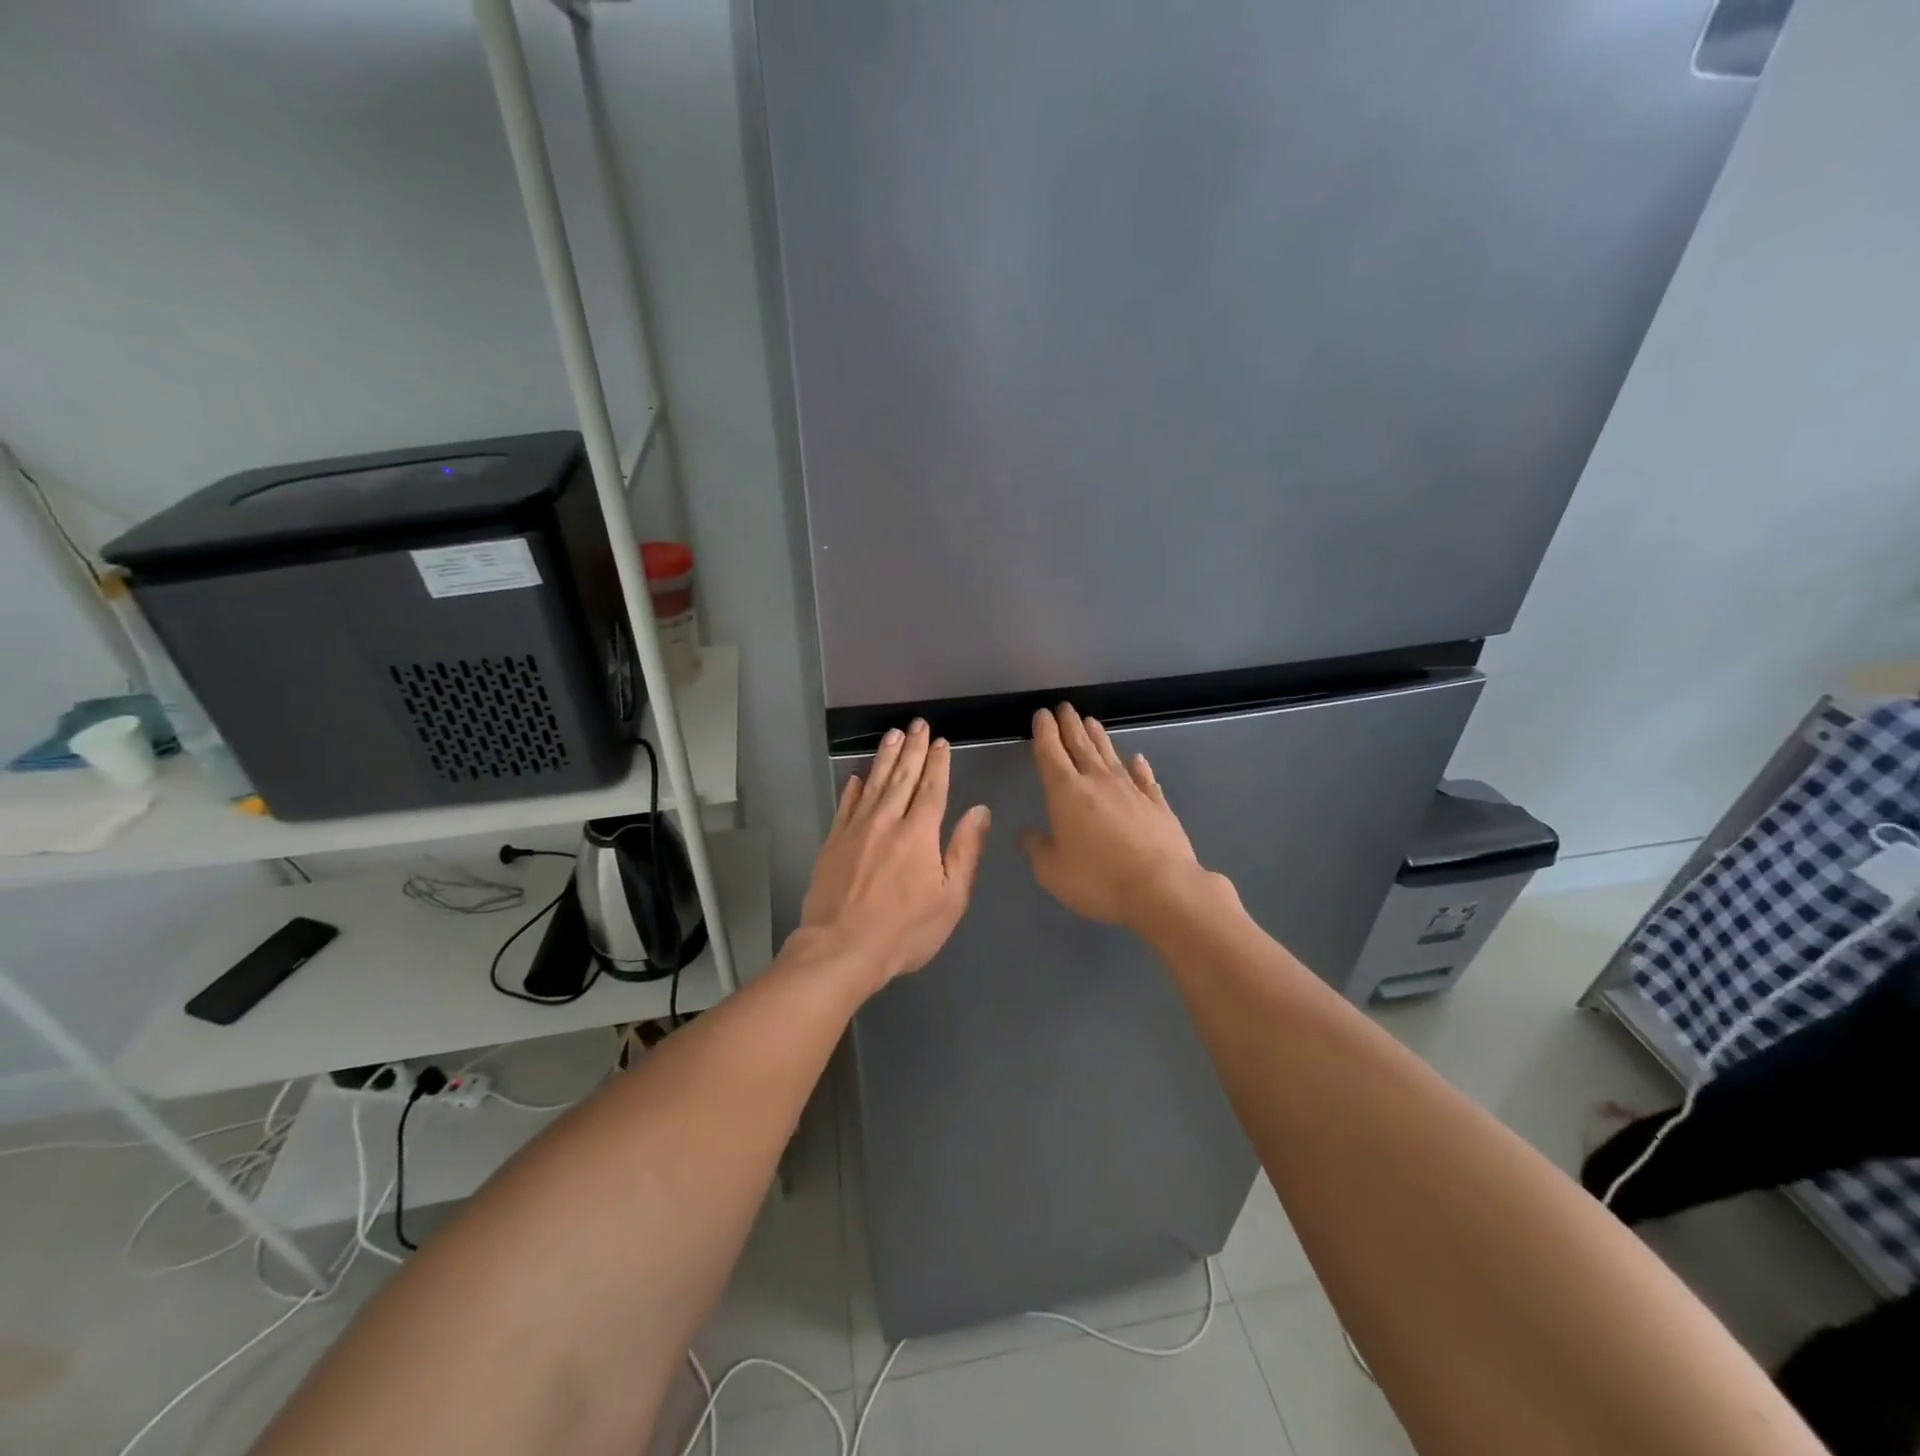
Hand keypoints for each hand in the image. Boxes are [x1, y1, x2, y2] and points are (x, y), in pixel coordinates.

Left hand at [798, 718, 991, 989]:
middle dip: (912, 749)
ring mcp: (856, 830)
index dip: (938, 763)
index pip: (932, 788)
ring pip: (873, 784)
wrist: (841, 948)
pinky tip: (856, 777)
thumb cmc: (904, 930)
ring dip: (884, 758)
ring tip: (892, 735)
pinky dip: (852, 789)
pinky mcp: (832, 843)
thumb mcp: (950, 898)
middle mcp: (887, 822)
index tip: (940, 741)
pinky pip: (845, 806)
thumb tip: (980, 810)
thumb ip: (965, 850)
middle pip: (902, 778)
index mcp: (919, 834)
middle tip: (916, 723)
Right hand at [1020, 704, 1205, 928]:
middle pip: (1080, 745)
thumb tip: (1027, 835)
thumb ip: (1038, 849)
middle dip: (1070, 725)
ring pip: (1111, 756)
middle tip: (1064, 707)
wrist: (1161, 888)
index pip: (1051, 752)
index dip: (1044, 732)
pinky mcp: (1157, 804)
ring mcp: (1131, 791)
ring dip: (1099, 738)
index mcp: (1066, 792)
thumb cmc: (1098, 879)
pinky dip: (1139, 767)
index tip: (1042, 715)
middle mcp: (1098, 782)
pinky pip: (1145, 778)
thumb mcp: (1053, 871)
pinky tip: (1138, 759)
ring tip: (1091, 722)